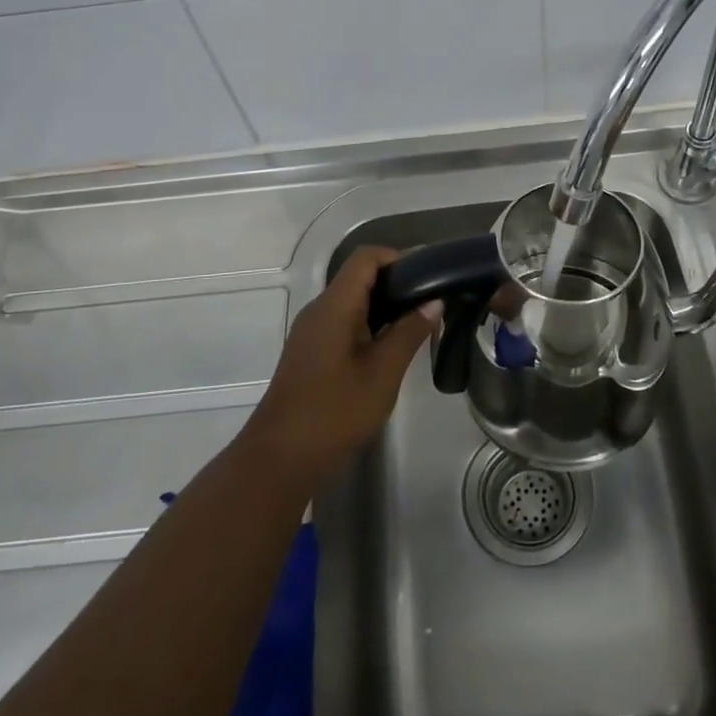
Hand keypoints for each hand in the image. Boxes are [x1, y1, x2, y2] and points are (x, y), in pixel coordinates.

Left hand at [243, 247, 440, 483]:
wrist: (280, 457)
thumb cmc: (335, 412)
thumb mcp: (382, 373)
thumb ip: (409, 332)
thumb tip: (434, 301)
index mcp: (334, 306)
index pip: (366, 258)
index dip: (399, 257)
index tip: (429, 276)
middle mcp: (319, 309)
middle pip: (359, 276)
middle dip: (397, 283)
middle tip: (432, 302)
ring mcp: (312, 331)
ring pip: (352, 300)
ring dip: (385, 306)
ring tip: (419, 323)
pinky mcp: (311, 351)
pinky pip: (343, 321)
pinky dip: (370, 323)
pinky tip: (390, 347)